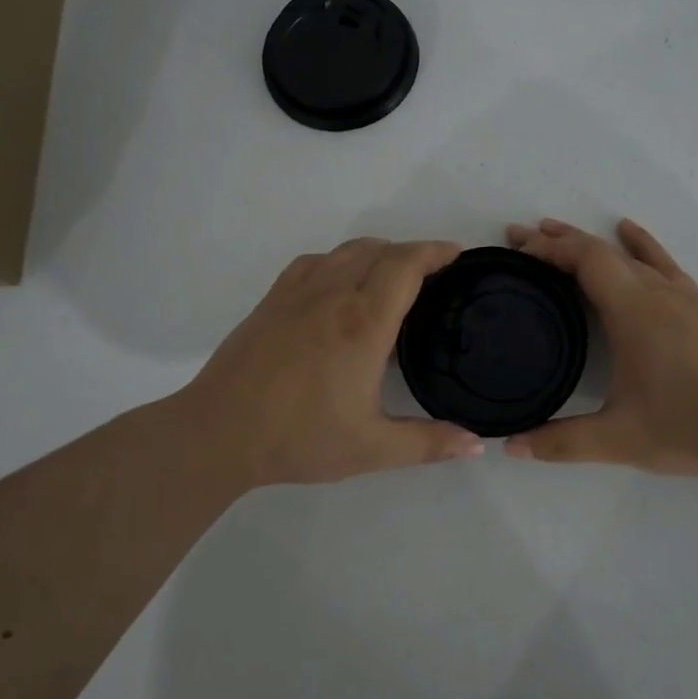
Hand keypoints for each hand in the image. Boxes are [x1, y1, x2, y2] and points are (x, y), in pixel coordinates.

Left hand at [171, 238, 485, 489]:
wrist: (219, 432)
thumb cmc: (300, 438)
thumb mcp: (372, 448)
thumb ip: (429, 444)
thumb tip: (478, 445)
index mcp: (363, 323)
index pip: (406, 265)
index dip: (435, 251)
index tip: (456, 255)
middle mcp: (333, 295)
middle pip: (380, 250)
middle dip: (412, 252)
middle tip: (434, 273)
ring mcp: (298, 292)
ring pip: (346, 250)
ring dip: (377, 253)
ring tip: (392, 277)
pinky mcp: (273, 299)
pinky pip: (315, 261)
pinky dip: (340, 260)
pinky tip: (340, 285)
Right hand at [503, 218, 697, 478]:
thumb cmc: (692, 428)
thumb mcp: (619, 439)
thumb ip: (562, 442)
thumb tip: (511, 446)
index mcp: (633, 311)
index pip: (584, 260)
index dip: (546, 249)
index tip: (515, 249)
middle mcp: (657, 293)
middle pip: (601, 250)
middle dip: (557, 240)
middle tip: (519, 235)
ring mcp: (684, 297)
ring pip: (630, 254)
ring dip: (591, 241)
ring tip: (559, 231)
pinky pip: (662, 263)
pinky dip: (639, 246)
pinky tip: (632, 235)